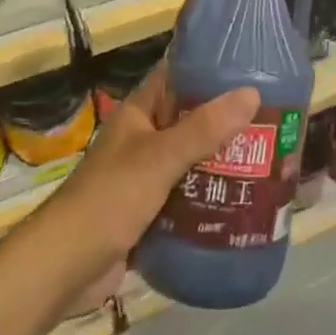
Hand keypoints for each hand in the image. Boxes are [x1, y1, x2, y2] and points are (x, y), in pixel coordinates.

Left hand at [42, 65, 259, 290]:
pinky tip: (242, 199)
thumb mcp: (159, 158)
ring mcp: (145, 177)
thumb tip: (251, 93)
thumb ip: (203, 129)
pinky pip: (187, 196)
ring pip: (191, 160)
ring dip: (221, 160)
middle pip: (190, 119)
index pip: (176, 75)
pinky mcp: (150, 213)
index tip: (249, 64)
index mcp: (139, 114)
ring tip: (266, 156)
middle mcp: (143, 139)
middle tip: (271, 116)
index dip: (208, 67)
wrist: (64, 269)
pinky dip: (209, 195)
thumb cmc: (109, 198)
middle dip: (225, 120)